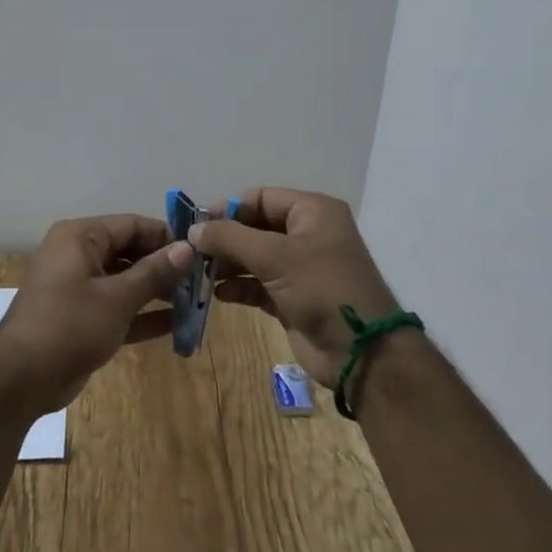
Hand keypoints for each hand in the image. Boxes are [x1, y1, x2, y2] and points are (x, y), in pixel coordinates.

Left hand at [0, 214, 193, 420]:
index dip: (166, 236)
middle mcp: (78, 255)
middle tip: (202, 281)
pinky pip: (117, 307)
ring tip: (196, 302)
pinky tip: (176, 325)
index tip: (200, 252)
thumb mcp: (117, 297)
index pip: (132, 225)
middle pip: (129, 251)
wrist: (21, 378)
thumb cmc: (69, 325)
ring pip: (125, 281)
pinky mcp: (81, 318)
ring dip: (157, 291)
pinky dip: (142, 314)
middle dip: (164, 266)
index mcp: (80, 237)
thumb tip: (187, 248)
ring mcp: (78, 287)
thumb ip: (154, 272)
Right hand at [189, 188, 398, 386]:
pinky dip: (238, 287)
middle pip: (254, 227)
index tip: (197, 226)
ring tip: (198, 274)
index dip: (228, 208)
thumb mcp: (275, 256)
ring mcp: (300, 268)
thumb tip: (194, 229)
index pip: (260, 198)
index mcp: (312, 212)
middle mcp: (307, 234)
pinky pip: (257, 285)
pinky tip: (218, 295)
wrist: (361, 353)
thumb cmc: (322, 289)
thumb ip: (230, 238)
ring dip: (226, 264)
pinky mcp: (292, 298)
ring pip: (253, 257)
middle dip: (224, 239)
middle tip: (191, 252)